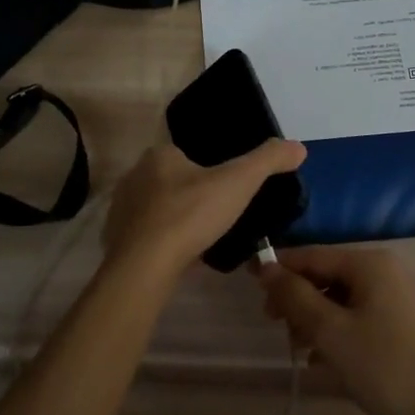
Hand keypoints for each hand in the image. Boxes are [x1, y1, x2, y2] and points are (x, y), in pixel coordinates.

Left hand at [100, 140, 306, 280]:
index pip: (185, 152)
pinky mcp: (116, 239)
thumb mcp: (238, 182)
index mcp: (159, 155)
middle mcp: (135, 175)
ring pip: (157, 208)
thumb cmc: (190, 215)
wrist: (144, 267)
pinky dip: (162, 242)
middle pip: (170, 180)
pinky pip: (146, 235)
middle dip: (191, 195)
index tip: (225, 187)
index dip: (207, 168)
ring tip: (202, 238)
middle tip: (218, 215)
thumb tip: (298, 147)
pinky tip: (180, 257)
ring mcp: (121, 209)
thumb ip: (268, 161)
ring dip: (176, 219)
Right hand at [259, 246, 414, 414]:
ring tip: (300, 351)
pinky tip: (323, 361)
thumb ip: (295, 296)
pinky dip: (336, 332)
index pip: (312, 255)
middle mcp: (384, 271)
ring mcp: (396, 298)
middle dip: (298, 300)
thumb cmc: (384, 367)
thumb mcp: (330, 332)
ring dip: (314, 320)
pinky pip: (357, 317)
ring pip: (340, 299)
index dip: (279, 268)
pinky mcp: (402, 324)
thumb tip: (265, 267)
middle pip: (326, 276)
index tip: (249, 284)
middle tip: (276, 327)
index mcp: (369, 264)